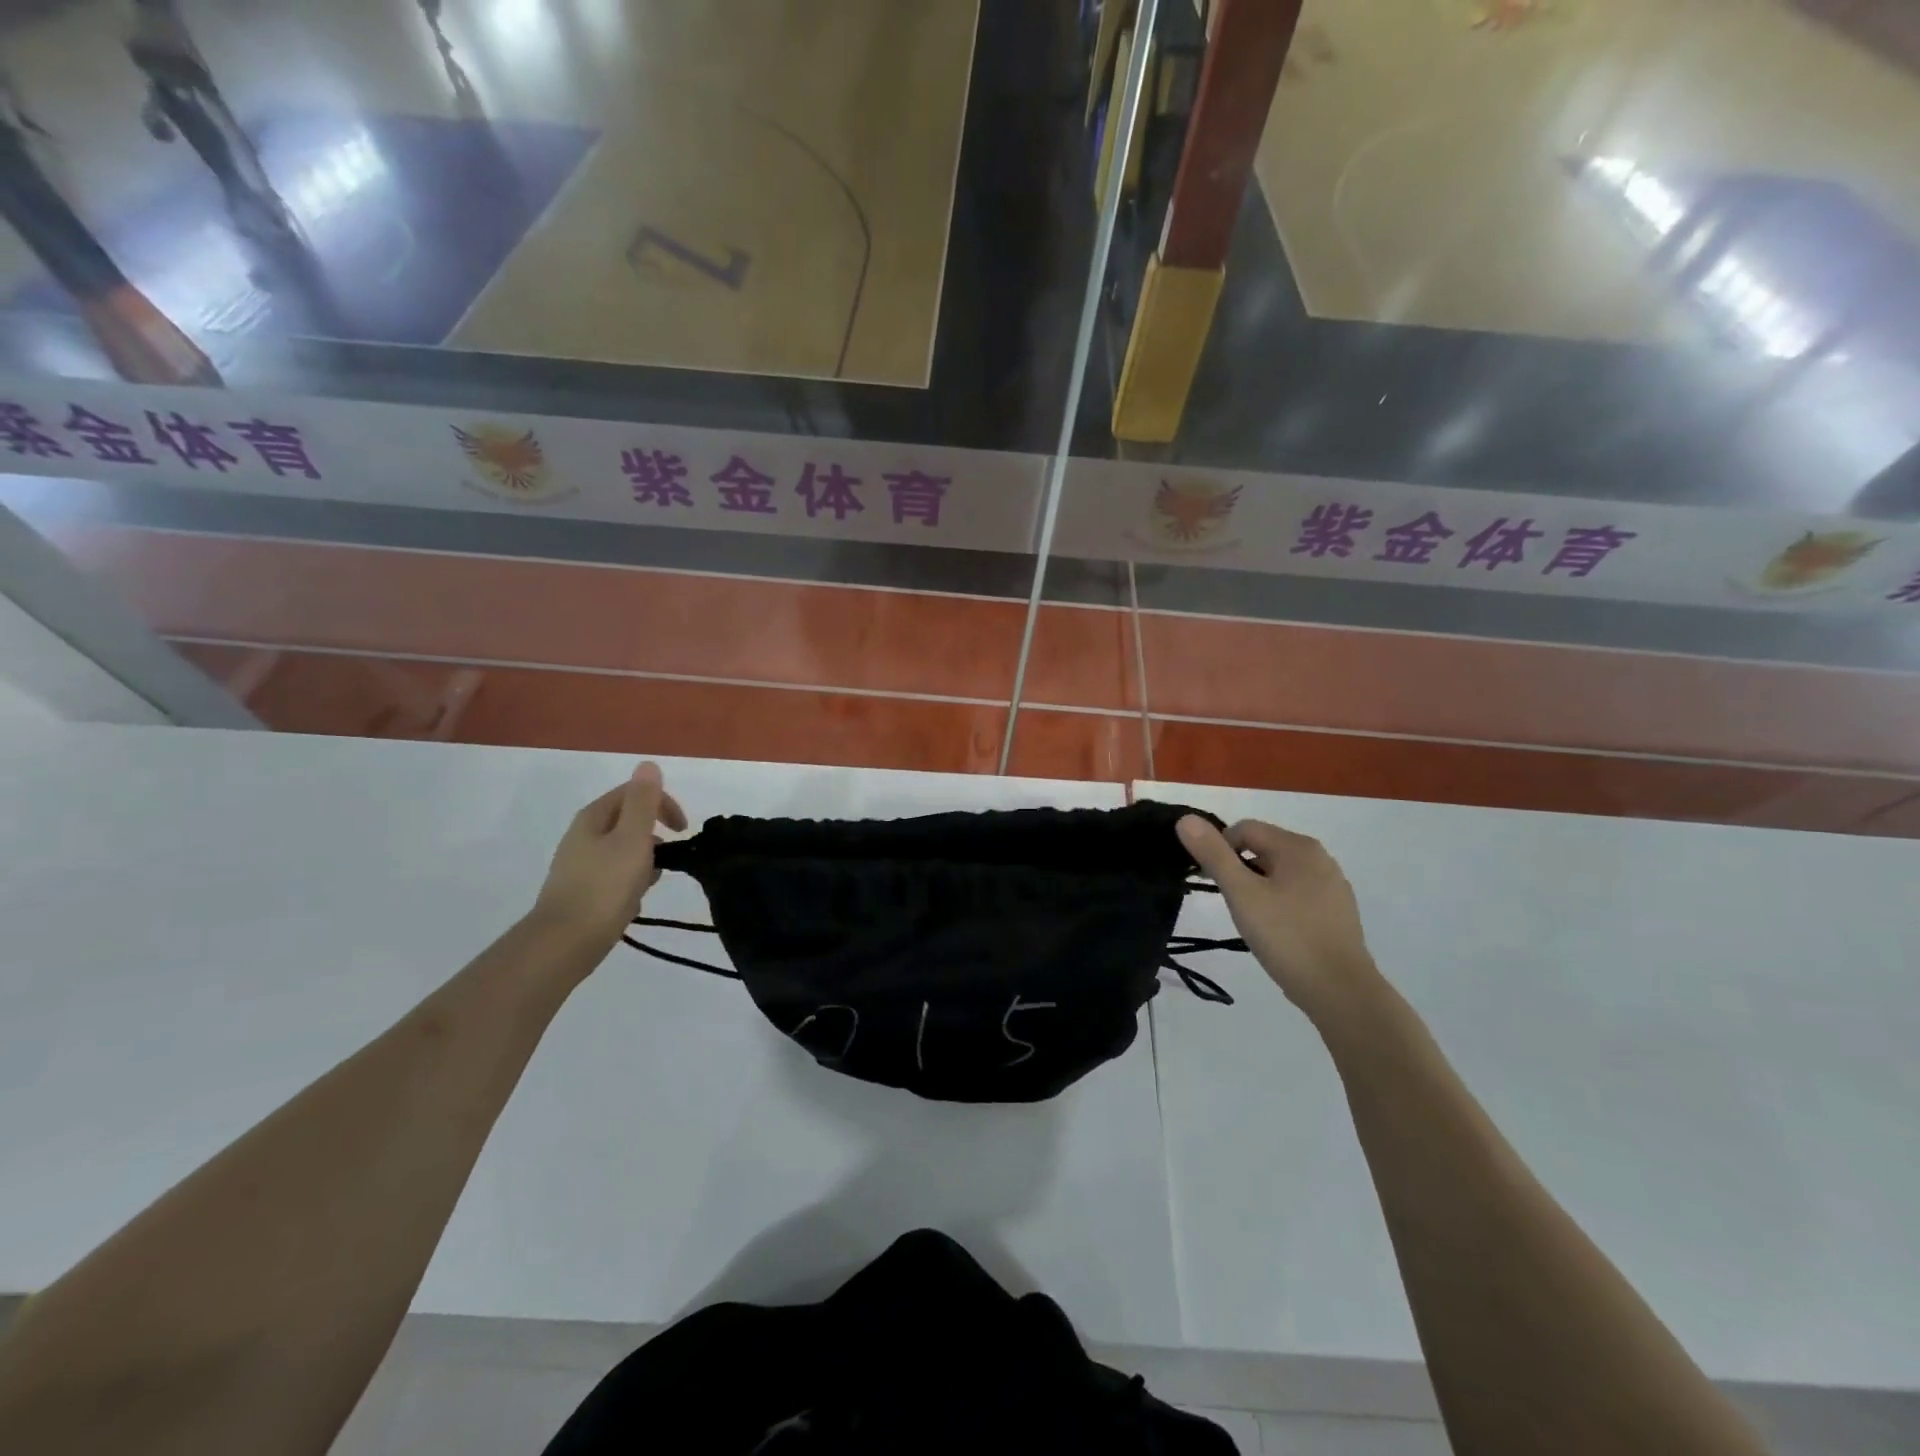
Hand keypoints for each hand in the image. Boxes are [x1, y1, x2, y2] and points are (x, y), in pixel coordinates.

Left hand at [530, 762, 686, 958]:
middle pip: (627, 820)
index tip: (683, 829)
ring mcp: (579, 863)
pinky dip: (631, 878)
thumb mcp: (632, 838)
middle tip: (670, 857)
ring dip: (645, 858)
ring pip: (623, 848)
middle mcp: (582, 835)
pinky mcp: (581, 889)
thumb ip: (643, 801)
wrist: (565, 942)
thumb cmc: (605, 886)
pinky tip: (635, 899)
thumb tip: (648, 764)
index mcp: (593, 817)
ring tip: (652, 881)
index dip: (663, 804)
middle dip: (654, 834)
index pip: (633, 793)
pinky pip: (614, 873)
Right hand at [1177, 815, 1380, 1023]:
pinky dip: (1279, 904)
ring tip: (1251, 921)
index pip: (1245, 829)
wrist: (1341, 992)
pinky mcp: (1338, 912)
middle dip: (1239, 870)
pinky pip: (1298, 894)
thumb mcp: (1241, 894)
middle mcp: (1320, 858)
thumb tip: (1186, 819)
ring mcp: (1333, 886)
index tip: (1210, 882)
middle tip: (1230, 904)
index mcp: (1298, 847)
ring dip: (1258, 888)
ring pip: (1280, 874)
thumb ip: (1213, 854)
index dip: (1219, 849)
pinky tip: (1276, 932)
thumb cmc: (1287, 937)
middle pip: (1264, 849)